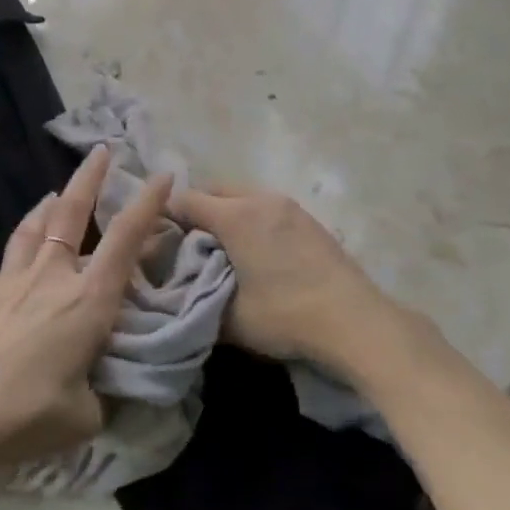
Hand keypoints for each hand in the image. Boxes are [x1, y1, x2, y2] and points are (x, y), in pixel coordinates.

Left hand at [0, 145, 172, 471]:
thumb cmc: (28, 413)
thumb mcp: (86, 415)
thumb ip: (101, 395)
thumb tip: (101, 391)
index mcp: (88, 298)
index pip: (126, 238)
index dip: (148, 203)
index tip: (162, 174)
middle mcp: (50, 277)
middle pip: (71, 212)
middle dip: (89, 177)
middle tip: (100, 150)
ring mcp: (9, 283)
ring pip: (31, 229)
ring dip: (47, 206)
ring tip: (53, 195)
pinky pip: (0, 269)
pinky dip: (12, 263)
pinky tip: (8, 273)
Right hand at [173, 185, 406, 374]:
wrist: (354, 319)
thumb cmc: (286, 315)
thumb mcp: (230, 320)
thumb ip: (197, 301)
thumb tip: (180, 295)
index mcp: (236, 216)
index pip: (187, 200)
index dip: (166, 216)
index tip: (156, 238)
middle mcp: (260, 199)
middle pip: (215, 190)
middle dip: (196, 209)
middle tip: (186, 243)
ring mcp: (288, 205)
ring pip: (243, 195)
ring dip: (225, 212)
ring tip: (220, 246)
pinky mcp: (308, 218)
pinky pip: (265, 206)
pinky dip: (250, 218)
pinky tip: (254, 249)